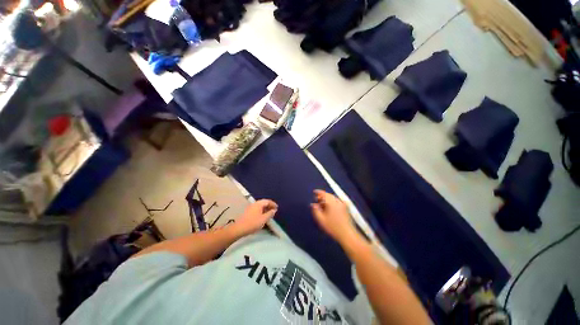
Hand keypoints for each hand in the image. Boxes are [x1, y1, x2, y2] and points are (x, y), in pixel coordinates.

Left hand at [235, 199, 277, 235]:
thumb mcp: (264, 219)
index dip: (273, 204)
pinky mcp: (248, 212)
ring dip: (265, 208)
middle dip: (269, 206)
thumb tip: (274, 210)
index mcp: (258, 204)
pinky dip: (261, 211)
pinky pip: (257, 209)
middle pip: (263, 202)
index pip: (267, 201)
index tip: (277, 208)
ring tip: (269, 213)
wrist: (239, 229)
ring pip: (260, 206)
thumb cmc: (253, 223)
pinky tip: (262, 216)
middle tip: (274, 210)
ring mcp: (250, 208)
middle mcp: (254, 204)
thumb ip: (270, 214)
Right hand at [311, 190, 355, 242]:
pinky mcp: (346, 209)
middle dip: (322, 196)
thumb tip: (313, 205)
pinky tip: (329, 209)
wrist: (347, 234)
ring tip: (322, 206)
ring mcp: (343, 205)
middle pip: (329, 195)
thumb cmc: (333, 227)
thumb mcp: (321, 220)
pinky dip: (332, 202)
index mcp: (332, 202)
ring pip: (333, 198)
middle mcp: (338, 202)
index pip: (324, 193)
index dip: (318, 192)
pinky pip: (337, 202)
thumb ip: (315, 210)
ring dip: (327, 200)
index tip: (314, 192)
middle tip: (317, 200)